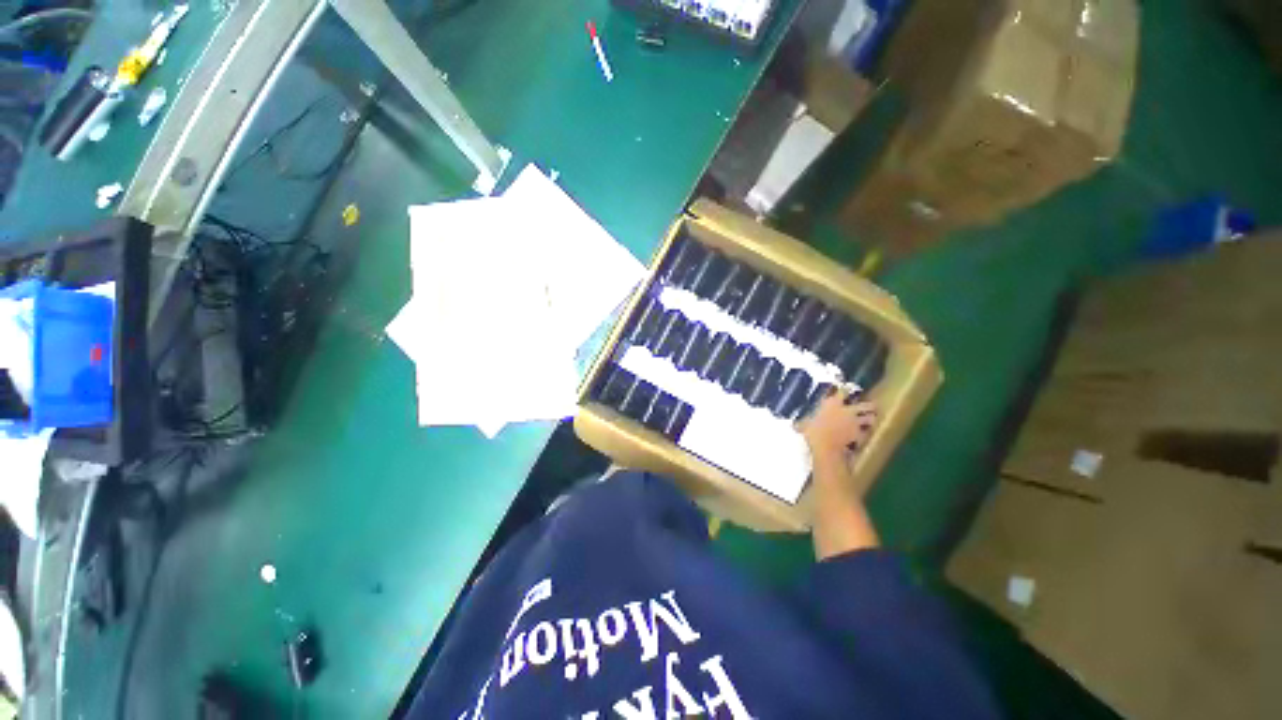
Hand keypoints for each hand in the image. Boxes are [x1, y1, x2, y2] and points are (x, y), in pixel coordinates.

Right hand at [797, 388, 878, 462]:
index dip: (845, 389)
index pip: (843, 391)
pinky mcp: (858, 434)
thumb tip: (794, 424)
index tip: (845, 389)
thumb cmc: (812, 431)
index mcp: (833, 403)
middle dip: (869, 405)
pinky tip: (863, 434)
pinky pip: (865, 432)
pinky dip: (865, 433)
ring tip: (870, 419)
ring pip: (870, 418)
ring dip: (871, 418)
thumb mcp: (804, 424)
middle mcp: (847, 410)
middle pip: (866, 405)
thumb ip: (802, 422)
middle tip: (870, 406)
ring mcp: (855, 423)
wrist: (825, 446)